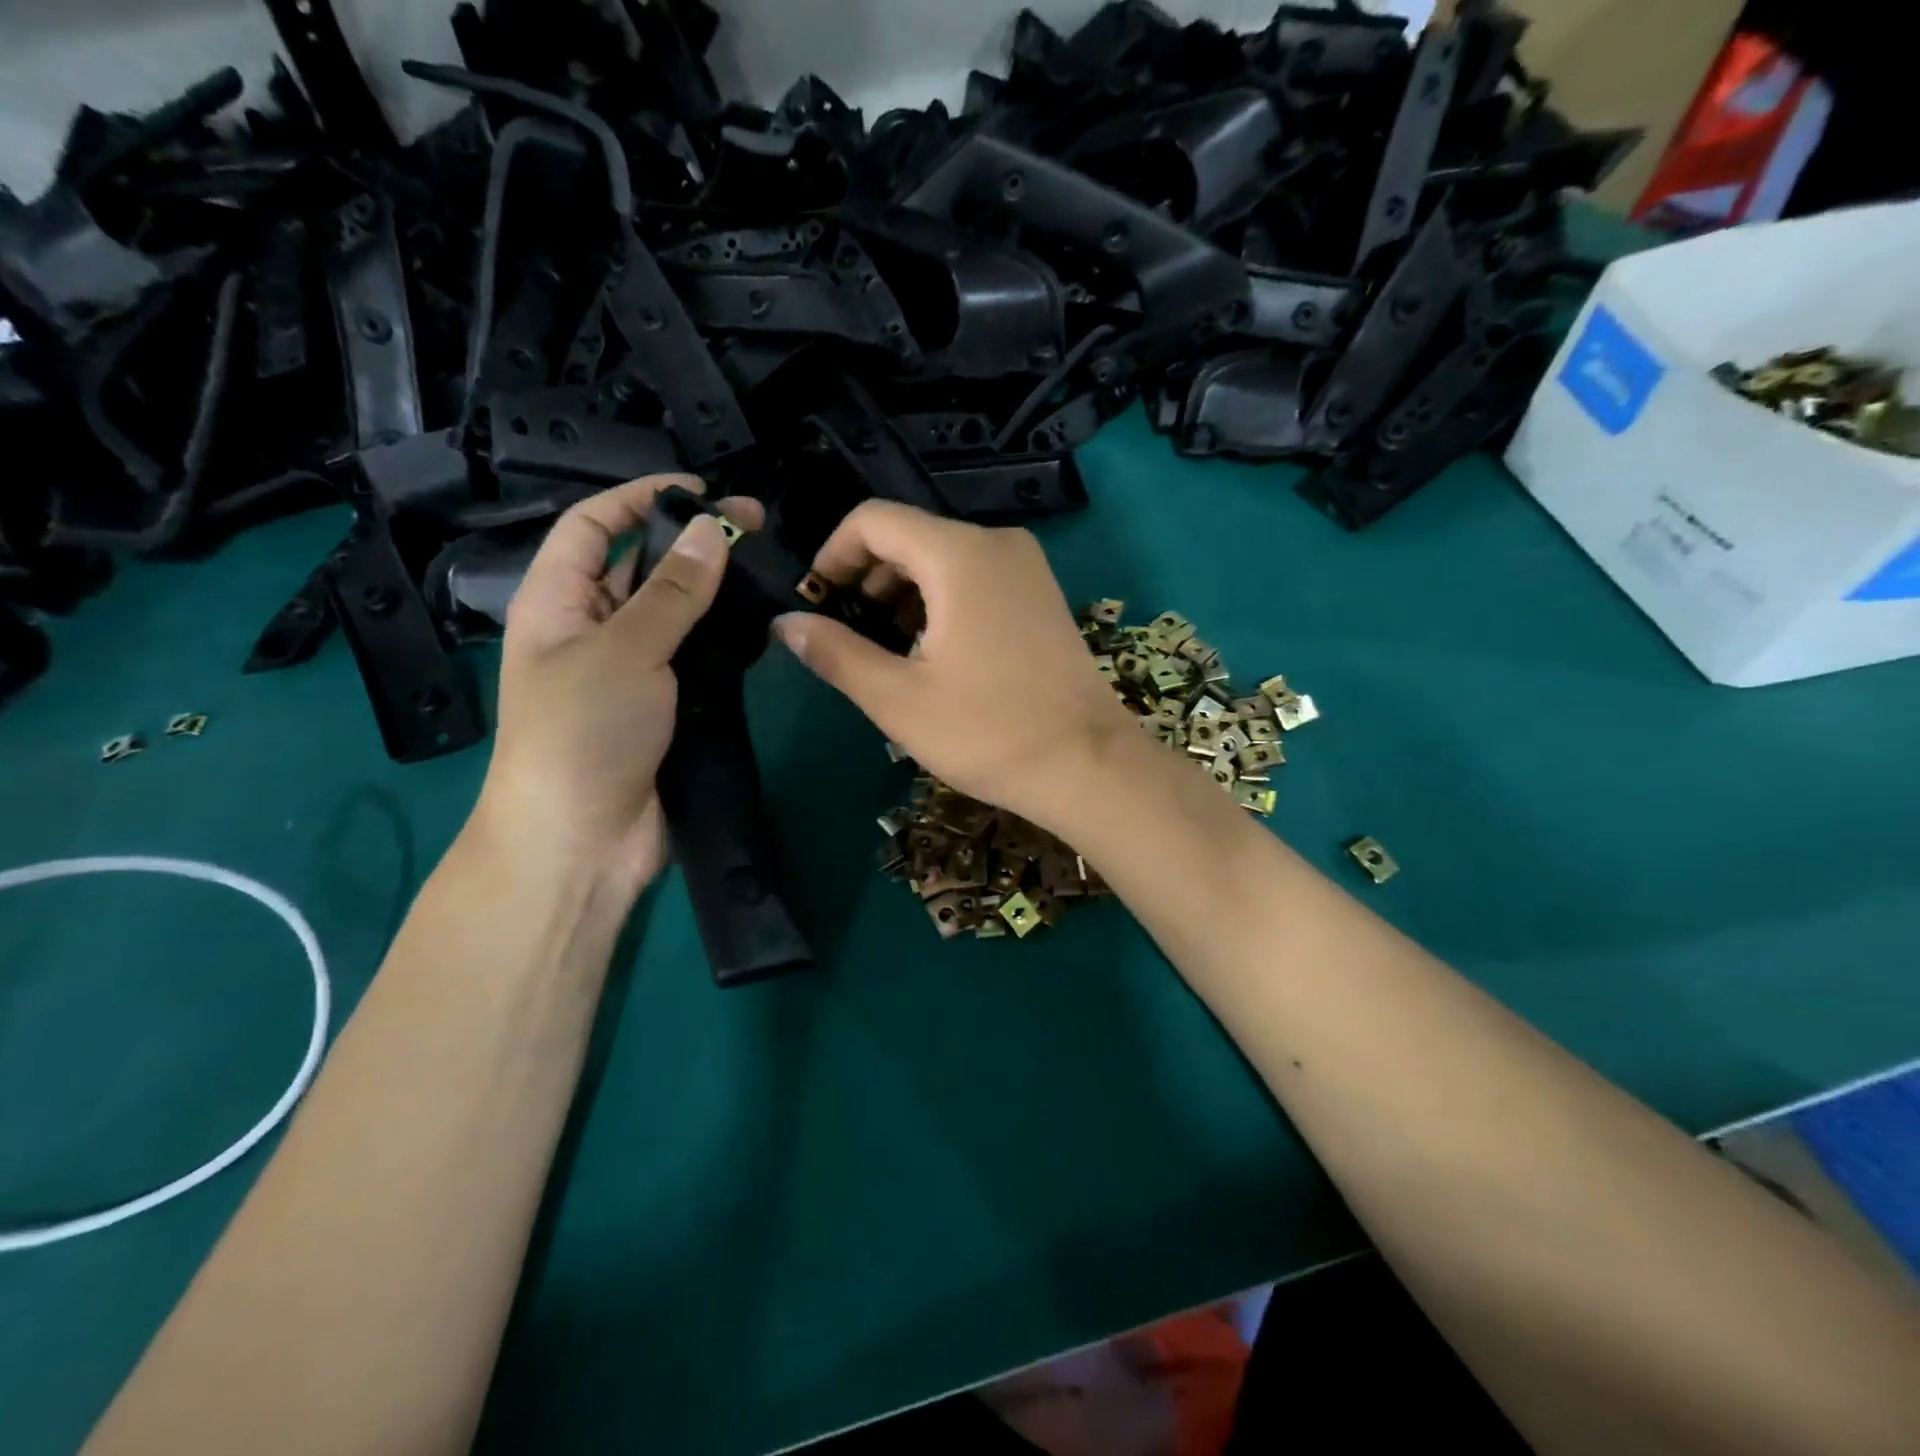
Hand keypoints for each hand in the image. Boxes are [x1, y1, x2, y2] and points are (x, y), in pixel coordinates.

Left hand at [473, 475, 762, 895]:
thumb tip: (711, 531)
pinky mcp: (666, 706)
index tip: (701, 490)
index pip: (594, 527)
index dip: (640, 498)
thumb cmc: (583, 733)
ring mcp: (633, 670)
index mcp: (558, 602)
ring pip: (677, 614)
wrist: (582, 841)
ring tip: (768, 571)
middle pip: (642, 567)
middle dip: (692, 542)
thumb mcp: (624, 650)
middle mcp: (593, 629)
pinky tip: (762, 625)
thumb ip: (672, 592)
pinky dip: (724, 640)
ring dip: (715, 591)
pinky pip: (696, 658)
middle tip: (757, 528)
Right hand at [774, 501, 1141, 834]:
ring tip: (887, 649)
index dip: (833, 554)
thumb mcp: (898, 698)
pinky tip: (932, 651)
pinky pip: (975, 577)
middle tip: (847, 633)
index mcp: (958, 554)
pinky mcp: (1041, 594)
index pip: (874, 519)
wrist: (1088, 765)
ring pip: (943, 558)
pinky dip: (941, 600)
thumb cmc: (988, 731)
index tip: (816, 602)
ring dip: (902, 592)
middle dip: (867, 577)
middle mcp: (996, 543)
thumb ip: (835, 652)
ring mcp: (1026, 567)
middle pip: (909, 535)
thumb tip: (785, 623)